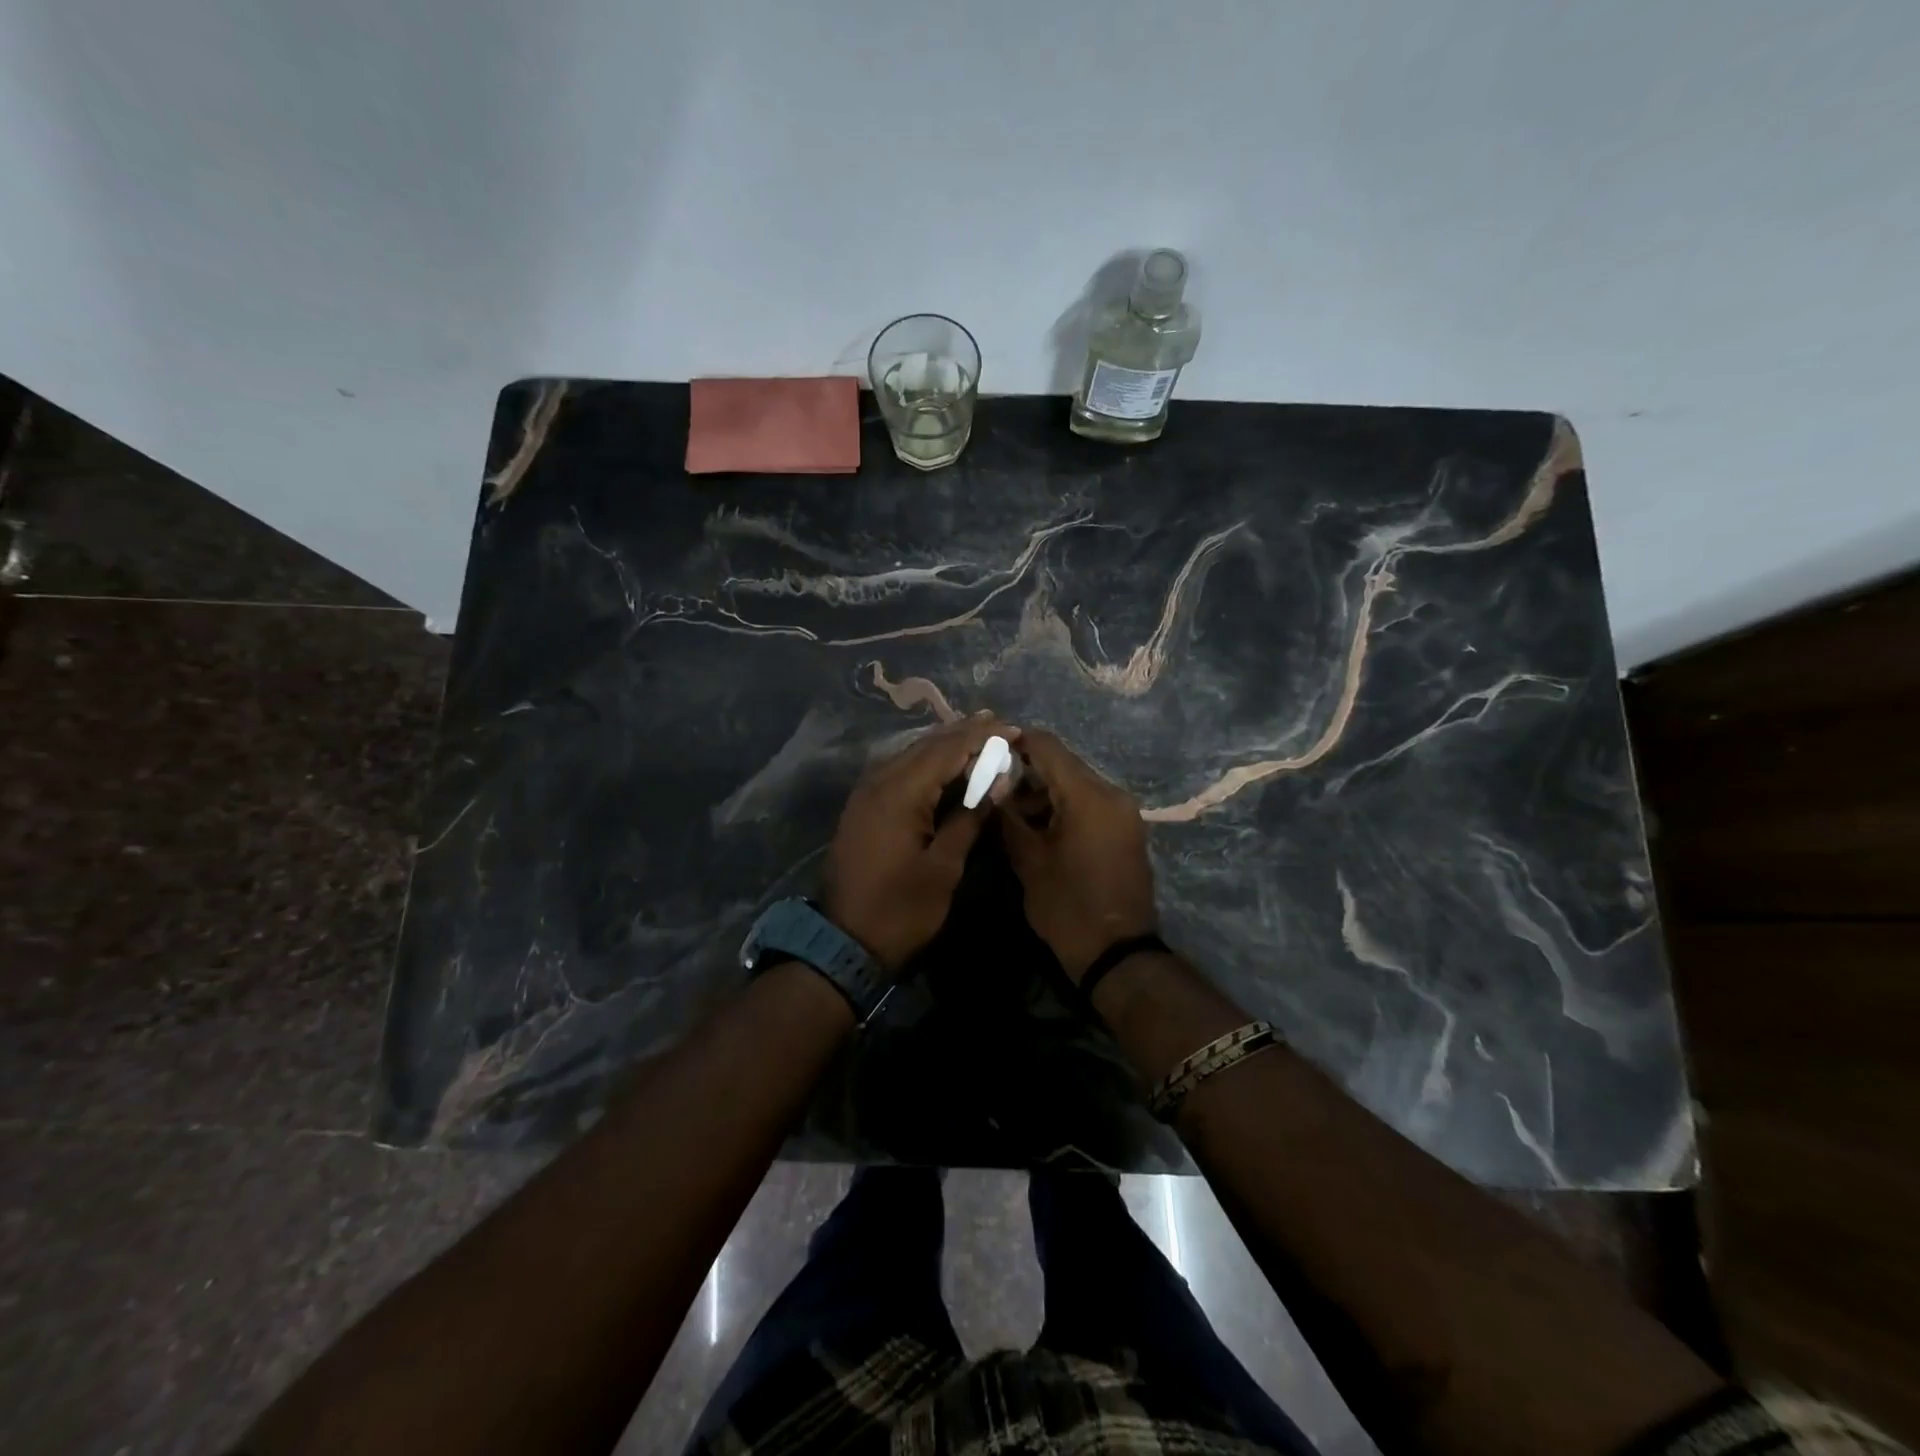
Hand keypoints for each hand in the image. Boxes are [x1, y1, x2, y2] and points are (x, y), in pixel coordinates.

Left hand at [822, 715, 1017, 972]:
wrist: (843, 943)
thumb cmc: (902, 909)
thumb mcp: (944, 867)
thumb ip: (970, 817)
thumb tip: (999, 781)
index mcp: (900, 793)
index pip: (947, 750)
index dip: (982, 737)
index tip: (1013, 728)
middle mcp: (879, 782)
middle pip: (926, 746)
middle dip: (963, 733)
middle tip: (999, 723)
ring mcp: (866, 794)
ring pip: (910, 756)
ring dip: (944, 746)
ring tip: (978, 734)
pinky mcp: (863, 808)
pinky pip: (899, 772)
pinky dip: (926, 764)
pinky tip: (945, 765)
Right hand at [999, 729, 1158, 982]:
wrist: (1118, 953)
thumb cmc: (1068, 906)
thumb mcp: (1028, 861)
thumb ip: (1008, 816)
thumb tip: (993, 787)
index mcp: (1088, 795)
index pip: (1048, 746)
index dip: (1015, 744)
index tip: (987, 754)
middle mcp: (1112, 794)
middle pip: (1063, 764)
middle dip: (1027, 772)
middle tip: (993, 789)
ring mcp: (1123, 812)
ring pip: (1076, 785)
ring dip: (1044, 792)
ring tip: (1012, 815)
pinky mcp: (1126, 830)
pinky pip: (1090, 804)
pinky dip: (1064, 807)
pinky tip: (1040, 827)